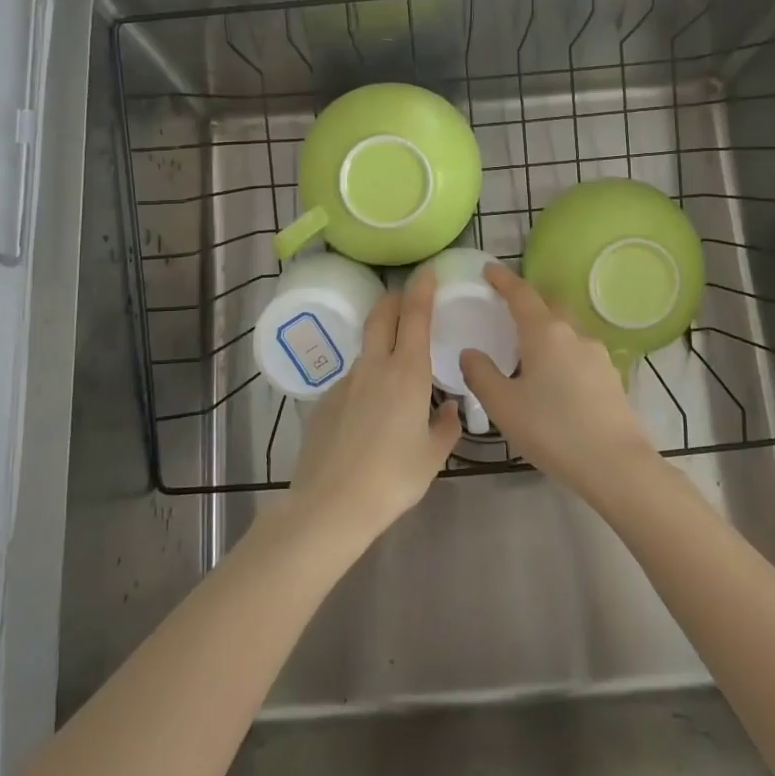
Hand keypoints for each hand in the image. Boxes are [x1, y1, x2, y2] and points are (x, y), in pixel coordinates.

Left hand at [286, 270, 460, 549]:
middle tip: (406, 297)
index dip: (421, 289)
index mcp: (407, 373)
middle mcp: (374, 367)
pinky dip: (366, 382)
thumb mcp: (432, 455)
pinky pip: (352, 381)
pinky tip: (368, 416)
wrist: (331, 503)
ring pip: (367, 349)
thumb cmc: (393, 478)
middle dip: (395, 299)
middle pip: (382, 316)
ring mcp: (345, 382)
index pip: (415, 316)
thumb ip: (445, 427)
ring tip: (396, 372)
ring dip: (381, 344)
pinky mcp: (324, 401)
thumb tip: (449, 409)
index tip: (427, 272)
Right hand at [459, 263, 657, 500]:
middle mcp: (573, 334)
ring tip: (529, 347)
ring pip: (567, 328)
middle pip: (549, 304)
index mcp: (545, 333)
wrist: (615, 464)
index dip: (503, 279)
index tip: (489, 269)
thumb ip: (481, 374)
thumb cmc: (552, 430)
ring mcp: (597, 354)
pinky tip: (555, 376)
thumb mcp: (504, 405)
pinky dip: (562, 350)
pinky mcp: (611, 376)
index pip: (521, 293)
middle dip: (529, 299)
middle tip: (508, 307)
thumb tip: (470, 353)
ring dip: (548, 327)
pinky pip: (579, 351)